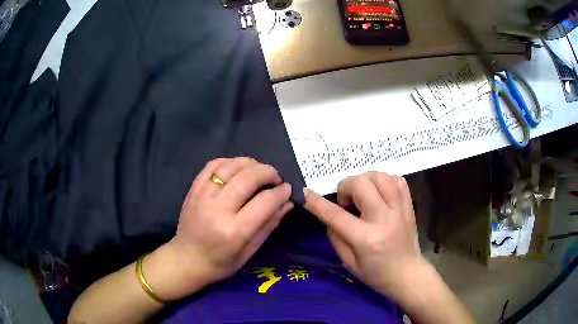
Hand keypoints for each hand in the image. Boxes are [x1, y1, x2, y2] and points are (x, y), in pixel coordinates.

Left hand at [148, 158, 292, 299]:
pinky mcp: (193, 189)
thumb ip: (269, 225)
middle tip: (276, 178)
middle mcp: (218, 210)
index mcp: (234, 231)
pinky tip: (238, 169)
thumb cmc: (221, 263)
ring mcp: (202, 196)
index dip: (281, 192)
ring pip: (231, 166)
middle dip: (268, 172)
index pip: (264, 202)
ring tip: (258, 172)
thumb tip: (287, 203)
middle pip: (249, 178)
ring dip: (251, 164)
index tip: (287, 189)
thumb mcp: (249, 252)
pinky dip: (230, 162)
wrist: (186, 259)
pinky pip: (213, 165)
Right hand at [304, 172, 425, 297]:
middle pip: (361, 184)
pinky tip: (379, 192)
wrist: (408, 274)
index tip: (306, 192)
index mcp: (366, 239)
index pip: (336, 215)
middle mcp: (384, 219)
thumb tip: (329, 216)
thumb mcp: (349, 263)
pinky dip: (384, 181)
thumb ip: (336, 237)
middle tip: (346, 202)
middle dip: (345, 186)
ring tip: (362, 194)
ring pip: (380, 176)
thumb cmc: (376, 274)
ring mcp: (400, 210)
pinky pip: (397, 180)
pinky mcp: (409, 206)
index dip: (317, 202)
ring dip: (365, 180)